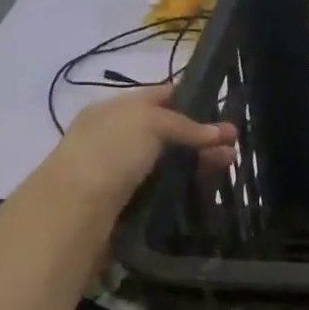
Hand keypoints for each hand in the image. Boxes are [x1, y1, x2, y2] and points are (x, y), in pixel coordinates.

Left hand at [56, 85, 236, 207]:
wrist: (74, 212)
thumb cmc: (109, 154)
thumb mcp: (148, 123)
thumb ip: (185, 125)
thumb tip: (219, 133)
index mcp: (113, 110)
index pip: (159, 97)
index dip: (191, 100)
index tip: (222, 110)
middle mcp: (117, 138)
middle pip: (169, 132)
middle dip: (202, 136)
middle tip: (234, 145)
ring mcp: (124, 173)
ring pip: (170, 162)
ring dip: (199, 162)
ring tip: (229, 165)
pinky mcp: (131, 204)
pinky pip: (166, 189)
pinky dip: (187, 186)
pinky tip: (208, 186)